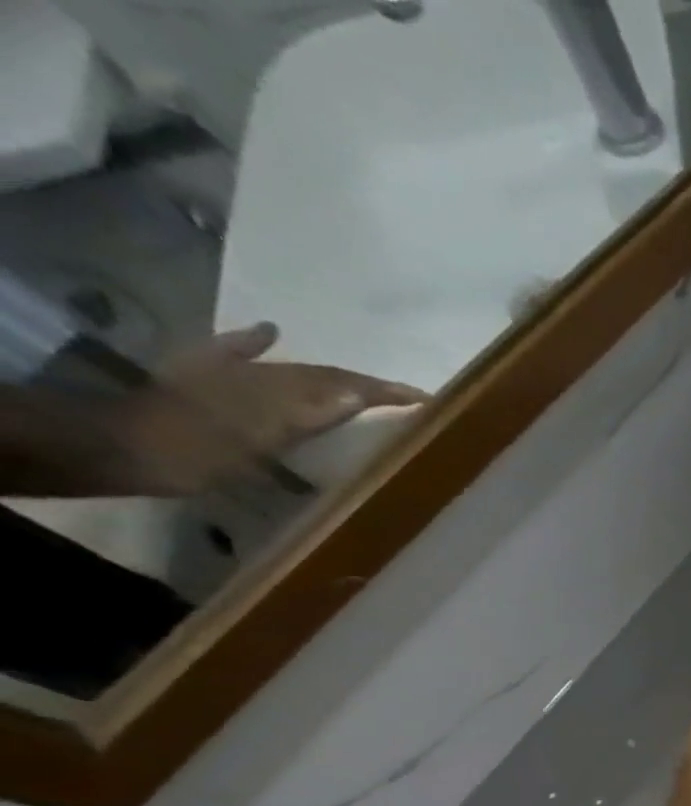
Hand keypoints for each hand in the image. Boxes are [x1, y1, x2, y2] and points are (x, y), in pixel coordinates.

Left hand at [118, 322, 431, 495]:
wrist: (126, 444)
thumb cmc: (200, 448)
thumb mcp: (264, 436)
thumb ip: (311, 414)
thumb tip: (358, 394)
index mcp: (282, 388)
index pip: (346, 386)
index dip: (386, 391)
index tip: (425, 397)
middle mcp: (266, 375)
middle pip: (327, 376)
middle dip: (368, 384)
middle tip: (406, 394)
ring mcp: (236, 375)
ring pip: (299, 372)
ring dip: (334, 376)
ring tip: (364, 383)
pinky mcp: (207, 376)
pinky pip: (244, 354)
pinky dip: (263, 345)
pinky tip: (272, 332)